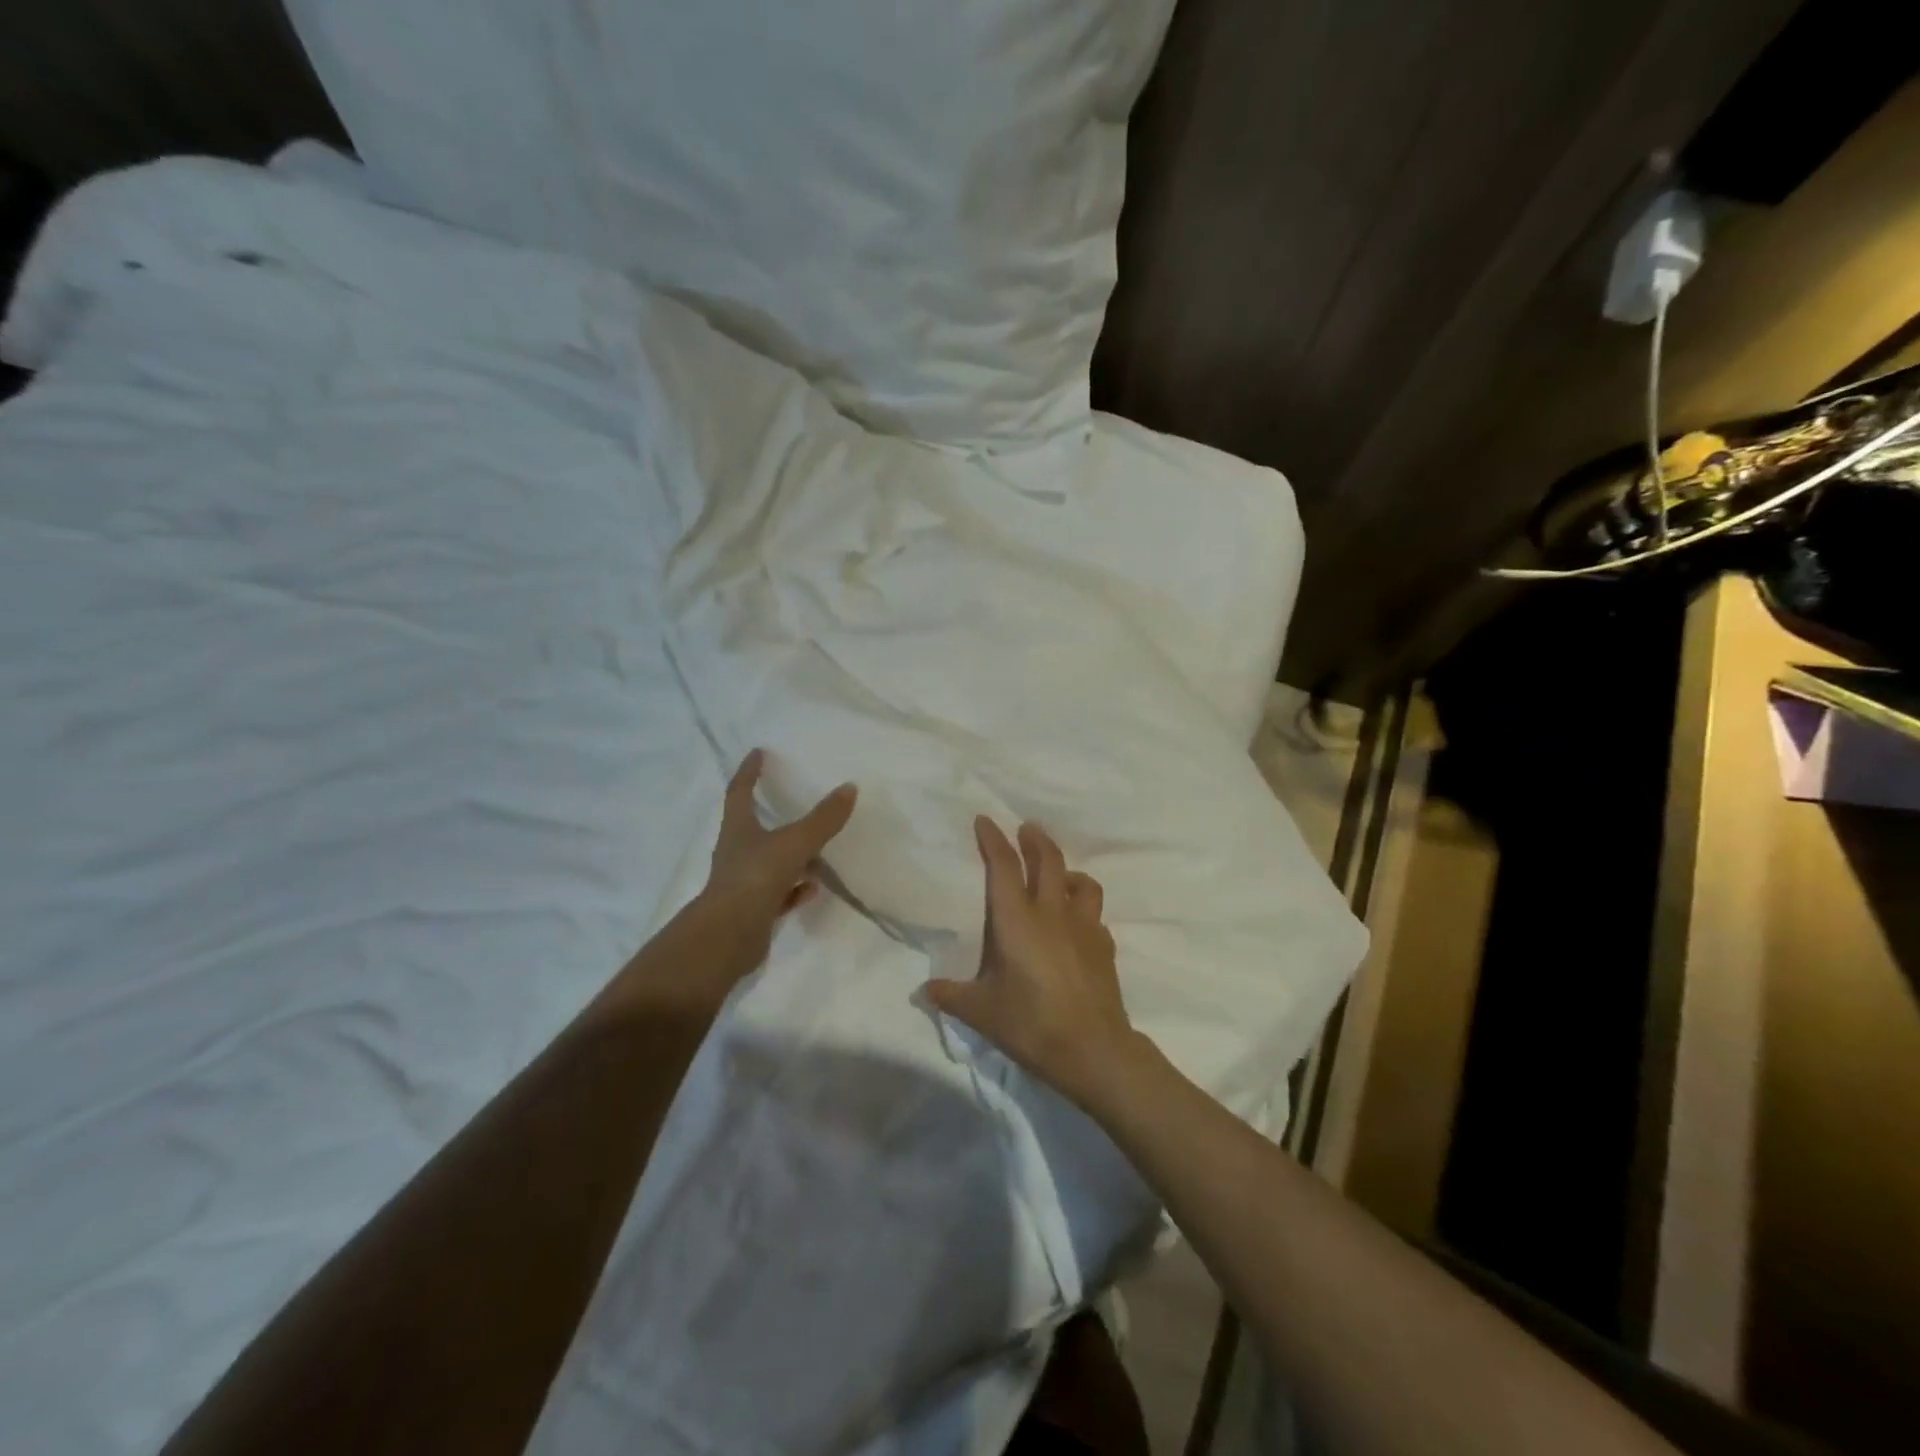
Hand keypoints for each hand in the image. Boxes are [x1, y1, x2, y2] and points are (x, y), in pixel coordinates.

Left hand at [701, 749, 856, 941]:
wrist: (728, 937)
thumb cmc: (755, 877)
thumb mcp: (795, 843)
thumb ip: (822, 819)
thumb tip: (849, 787)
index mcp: (738, 829)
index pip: (740, 792)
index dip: (749, 771)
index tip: (758, 753)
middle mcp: (736, 853)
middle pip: (752, 827)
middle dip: (770, 813)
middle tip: (791, 799)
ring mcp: (744, 883)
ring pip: (769, 861)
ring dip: (789, 854)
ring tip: (816, 848)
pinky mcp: (753, 910)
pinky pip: (779, 893)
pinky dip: (796, 888)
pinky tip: (814, 887)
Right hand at [923, 818, 1143, 1112]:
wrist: (1092, 1049)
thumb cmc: (1030, 1023)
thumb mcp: (981, 1012)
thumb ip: (951, 995)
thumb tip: (922, 990)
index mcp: (1017, 920)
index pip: (1003, 866)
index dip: (993, 839)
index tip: (985, 820)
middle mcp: (1052, 913)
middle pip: (1048, 860)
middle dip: (1035, 839)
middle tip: (1026, 828)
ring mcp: (1084, 927)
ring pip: (1081, 882)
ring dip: (1067, 870)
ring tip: (1058, 875)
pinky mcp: (1104, 946)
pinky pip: (1094, 915)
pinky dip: (1083, 909)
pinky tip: (1077, 924)